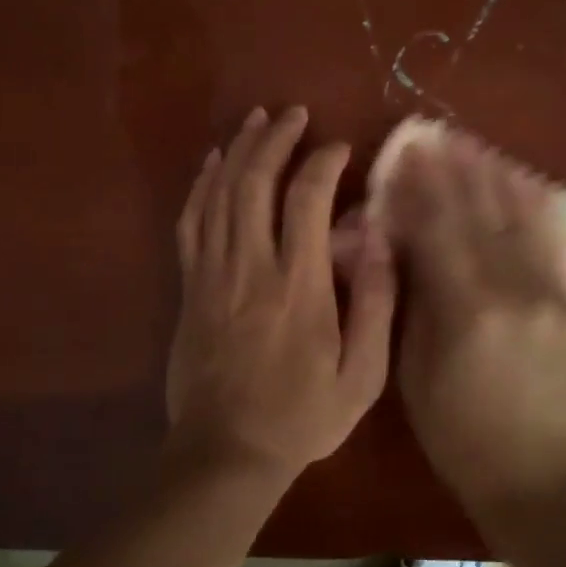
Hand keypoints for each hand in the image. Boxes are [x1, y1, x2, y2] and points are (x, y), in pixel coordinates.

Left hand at [165, 106, 396, 479]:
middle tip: (292, 114)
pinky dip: (201, 185)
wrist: (227, 452)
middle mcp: (252, 267)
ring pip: (220, 194)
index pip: (307, 200)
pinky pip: (190, 222)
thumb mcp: (361, 376)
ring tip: (256, 119)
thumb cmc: (303, 416)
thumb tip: (376, 240)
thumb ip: (374, 305)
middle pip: (256, 182)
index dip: (323, 162)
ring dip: (238, 150)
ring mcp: (212, 274)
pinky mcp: (189, 287)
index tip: (339, 148)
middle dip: (275, 139)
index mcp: (299, 286)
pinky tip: (213, 162)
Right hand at [386, 136, 565, 518]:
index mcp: (469, 308)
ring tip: (469, 146)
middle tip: (432, 136)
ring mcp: (552, 291)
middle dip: (452, 170)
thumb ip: (410, 302)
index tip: (401, 155)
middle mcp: (516, 287)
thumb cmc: (462, 436)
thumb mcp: (414, 374)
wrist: (546, 479)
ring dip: (490, 178)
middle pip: (479, 213)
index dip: (417, 188)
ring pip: (517, 218)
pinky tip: (515, 183)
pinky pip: (547, 241)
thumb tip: (398, 248)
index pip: (437, 229)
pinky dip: (527, 207)